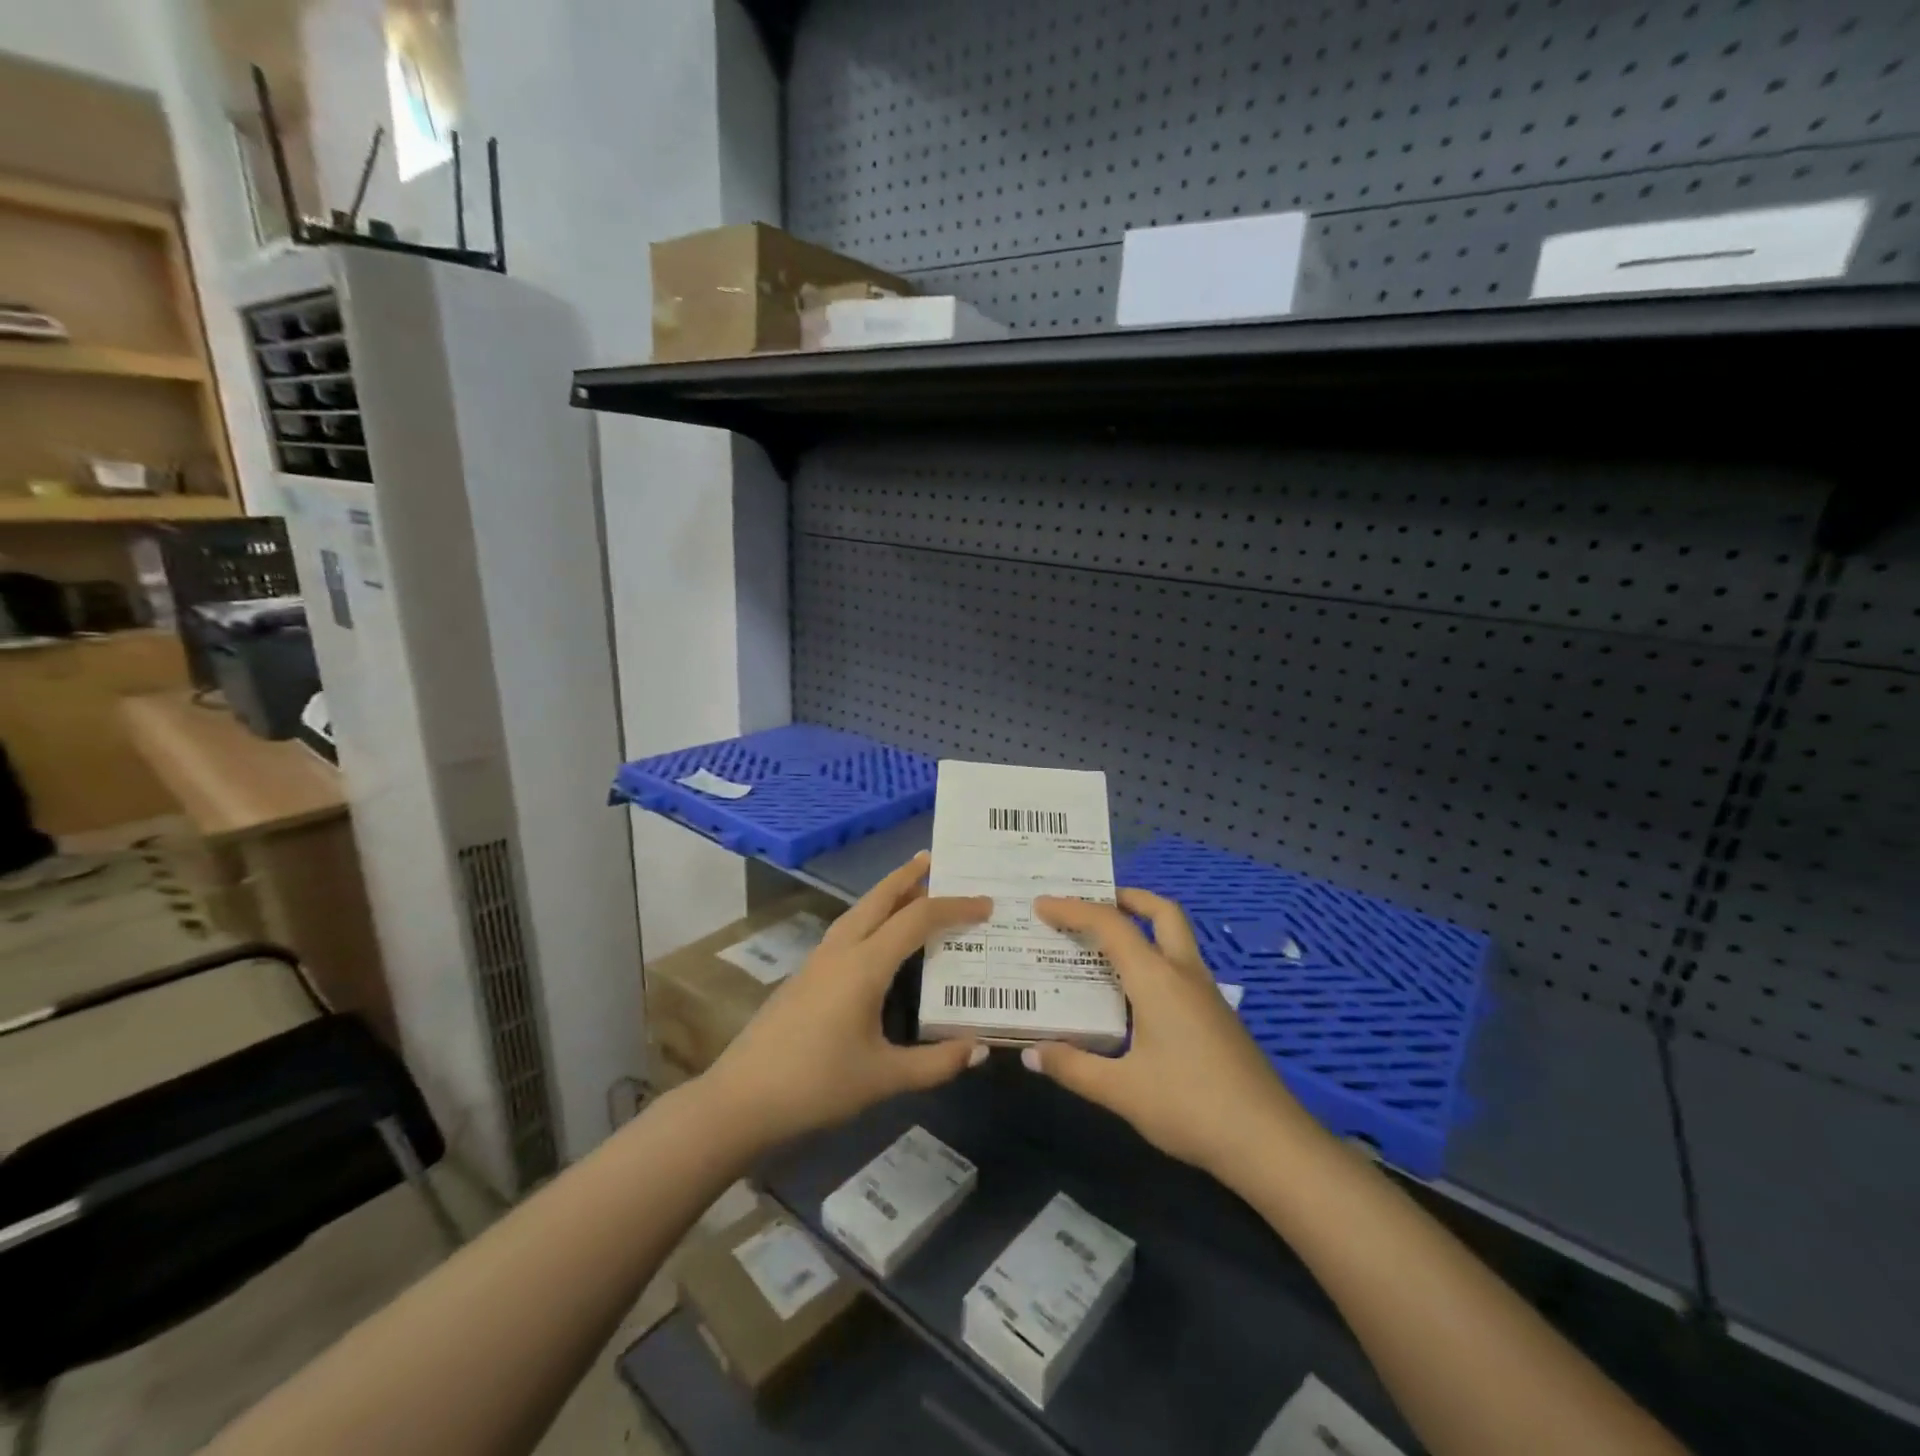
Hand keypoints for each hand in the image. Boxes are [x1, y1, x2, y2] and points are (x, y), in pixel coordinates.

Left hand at [700, 854, 991, 1149]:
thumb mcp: (883, 1078)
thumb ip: (936, 1064)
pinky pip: (847, 929)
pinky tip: (877, 936)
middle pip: (879, 898)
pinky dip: (871, 916)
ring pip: (859, 911)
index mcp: (865, 965)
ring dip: (886, 894)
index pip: (918, 920)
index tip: (985, 905)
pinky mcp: (805, 974)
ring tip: (911, 887)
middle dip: (909, 876)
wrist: (741, 1099)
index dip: (954, 908)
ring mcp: (818, 960)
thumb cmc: (816, 1085)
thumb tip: (981, 1048)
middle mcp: (841, 950)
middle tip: (936, 858)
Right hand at [1025, 890, 1308, 1179]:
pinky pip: (1180, 967)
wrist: (1270, 1142)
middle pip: (1161, 912)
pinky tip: (1136, 996)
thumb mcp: (1122, 1091)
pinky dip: (1154, 960)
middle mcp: (1183, 974)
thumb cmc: (1190, 1107)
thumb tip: (1031, 1054)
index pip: (1110, 925)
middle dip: (1127, 898)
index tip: (1042, 904)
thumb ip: (1074, 1068)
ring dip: (1144, 928)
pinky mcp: (1217, 1016)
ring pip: (1176, 938)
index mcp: (1157, 979)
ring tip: (1106, 946)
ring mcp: (1206, 994)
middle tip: (1094, 903)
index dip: (1073, 909)